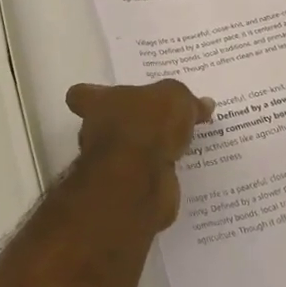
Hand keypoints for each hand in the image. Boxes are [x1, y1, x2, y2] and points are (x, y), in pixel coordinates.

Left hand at [64, 79, 213, 227]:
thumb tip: (204, 104)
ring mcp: (110, 165)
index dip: (91, 96)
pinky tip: (183, 170)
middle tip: (160, 122)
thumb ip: (186, 100)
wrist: (138, 181)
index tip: (107, 96)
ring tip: (178, 146)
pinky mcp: (127, 190)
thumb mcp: (174, 98)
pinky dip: (160, 175)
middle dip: (128, 125)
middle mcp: (97, 133)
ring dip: (146, 152)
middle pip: (106, 125)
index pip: (81, 95)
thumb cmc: (147, 125)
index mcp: (99, 103)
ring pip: (127, 153)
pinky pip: (145, 177)